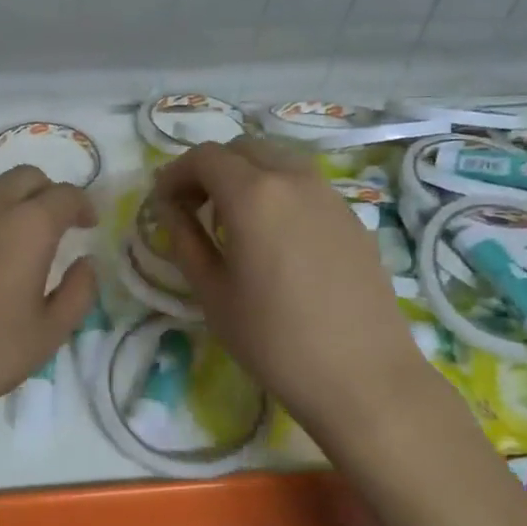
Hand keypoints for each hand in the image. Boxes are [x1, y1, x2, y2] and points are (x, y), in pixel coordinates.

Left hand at [0, 167, 97, 427]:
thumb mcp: (47, 336)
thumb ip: (78, 293)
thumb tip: (85, 264)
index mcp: (26, 226)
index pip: (66, 195)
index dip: (83, 206)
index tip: (86, 225)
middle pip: (25, 177)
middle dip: (46, 194)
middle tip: (51, 226)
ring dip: (5, 203)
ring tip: (5, 241)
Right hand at [150, 138, 437, 440]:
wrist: (363, 377)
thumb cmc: (274, 340)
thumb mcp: (212, 293)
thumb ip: (184, 240)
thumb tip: (170, 209)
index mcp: (253, 194)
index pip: (204, 157)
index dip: (176, 174)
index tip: (162, 203)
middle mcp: (294, 179)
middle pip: (243, 148)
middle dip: (211, 169)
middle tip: (194, 207)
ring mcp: (329, 195)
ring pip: (279, 160)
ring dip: (247, 175)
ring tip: (234, 220)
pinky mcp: (352, 217)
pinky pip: (305, 185)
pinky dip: (278, 192)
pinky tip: (275, 237)